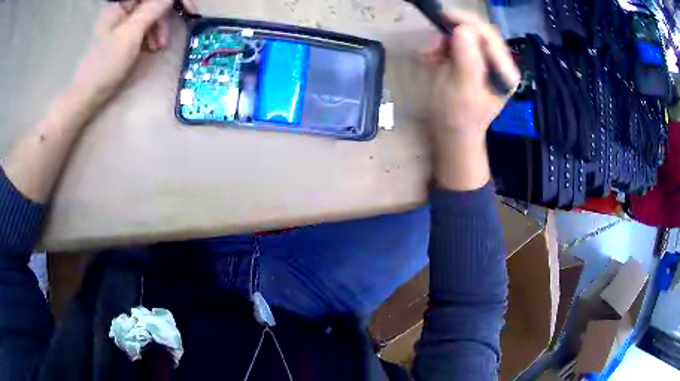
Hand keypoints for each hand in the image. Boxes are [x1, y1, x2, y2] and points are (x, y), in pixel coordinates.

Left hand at [71, 0, 196, 106]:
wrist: (86, 93)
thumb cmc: (105, 64)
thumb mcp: (131, 34)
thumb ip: (153, 8)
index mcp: (122, 2)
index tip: (190, 10)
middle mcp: (123, 6)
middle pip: (154, 2)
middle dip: (165, 17)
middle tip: (166, 39)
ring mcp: (123, 18)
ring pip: (151, 13)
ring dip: (159, 28)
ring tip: (157, 48)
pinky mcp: (123, 30)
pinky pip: (145, 24)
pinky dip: (151, 34)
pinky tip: (151, 47)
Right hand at [421, 12, 519, 190]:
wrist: (451, 136)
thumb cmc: (456, 117)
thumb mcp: (461, 87)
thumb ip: (467, 57)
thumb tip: (462, 28)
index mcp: (505, 72)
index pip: (489, 36)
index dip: (467, 22)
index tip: (443, 15)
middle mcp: (500, 66)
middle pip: (479, 34)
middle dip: (454, 32)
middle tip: (433, 40)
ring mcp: (486, 65)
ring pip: (467, 38)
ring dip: (445, 41)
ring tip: (429, 54)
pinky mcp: (473, 66)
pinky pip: (459, 47)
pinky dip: (443, 48)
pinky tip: (431, 57)